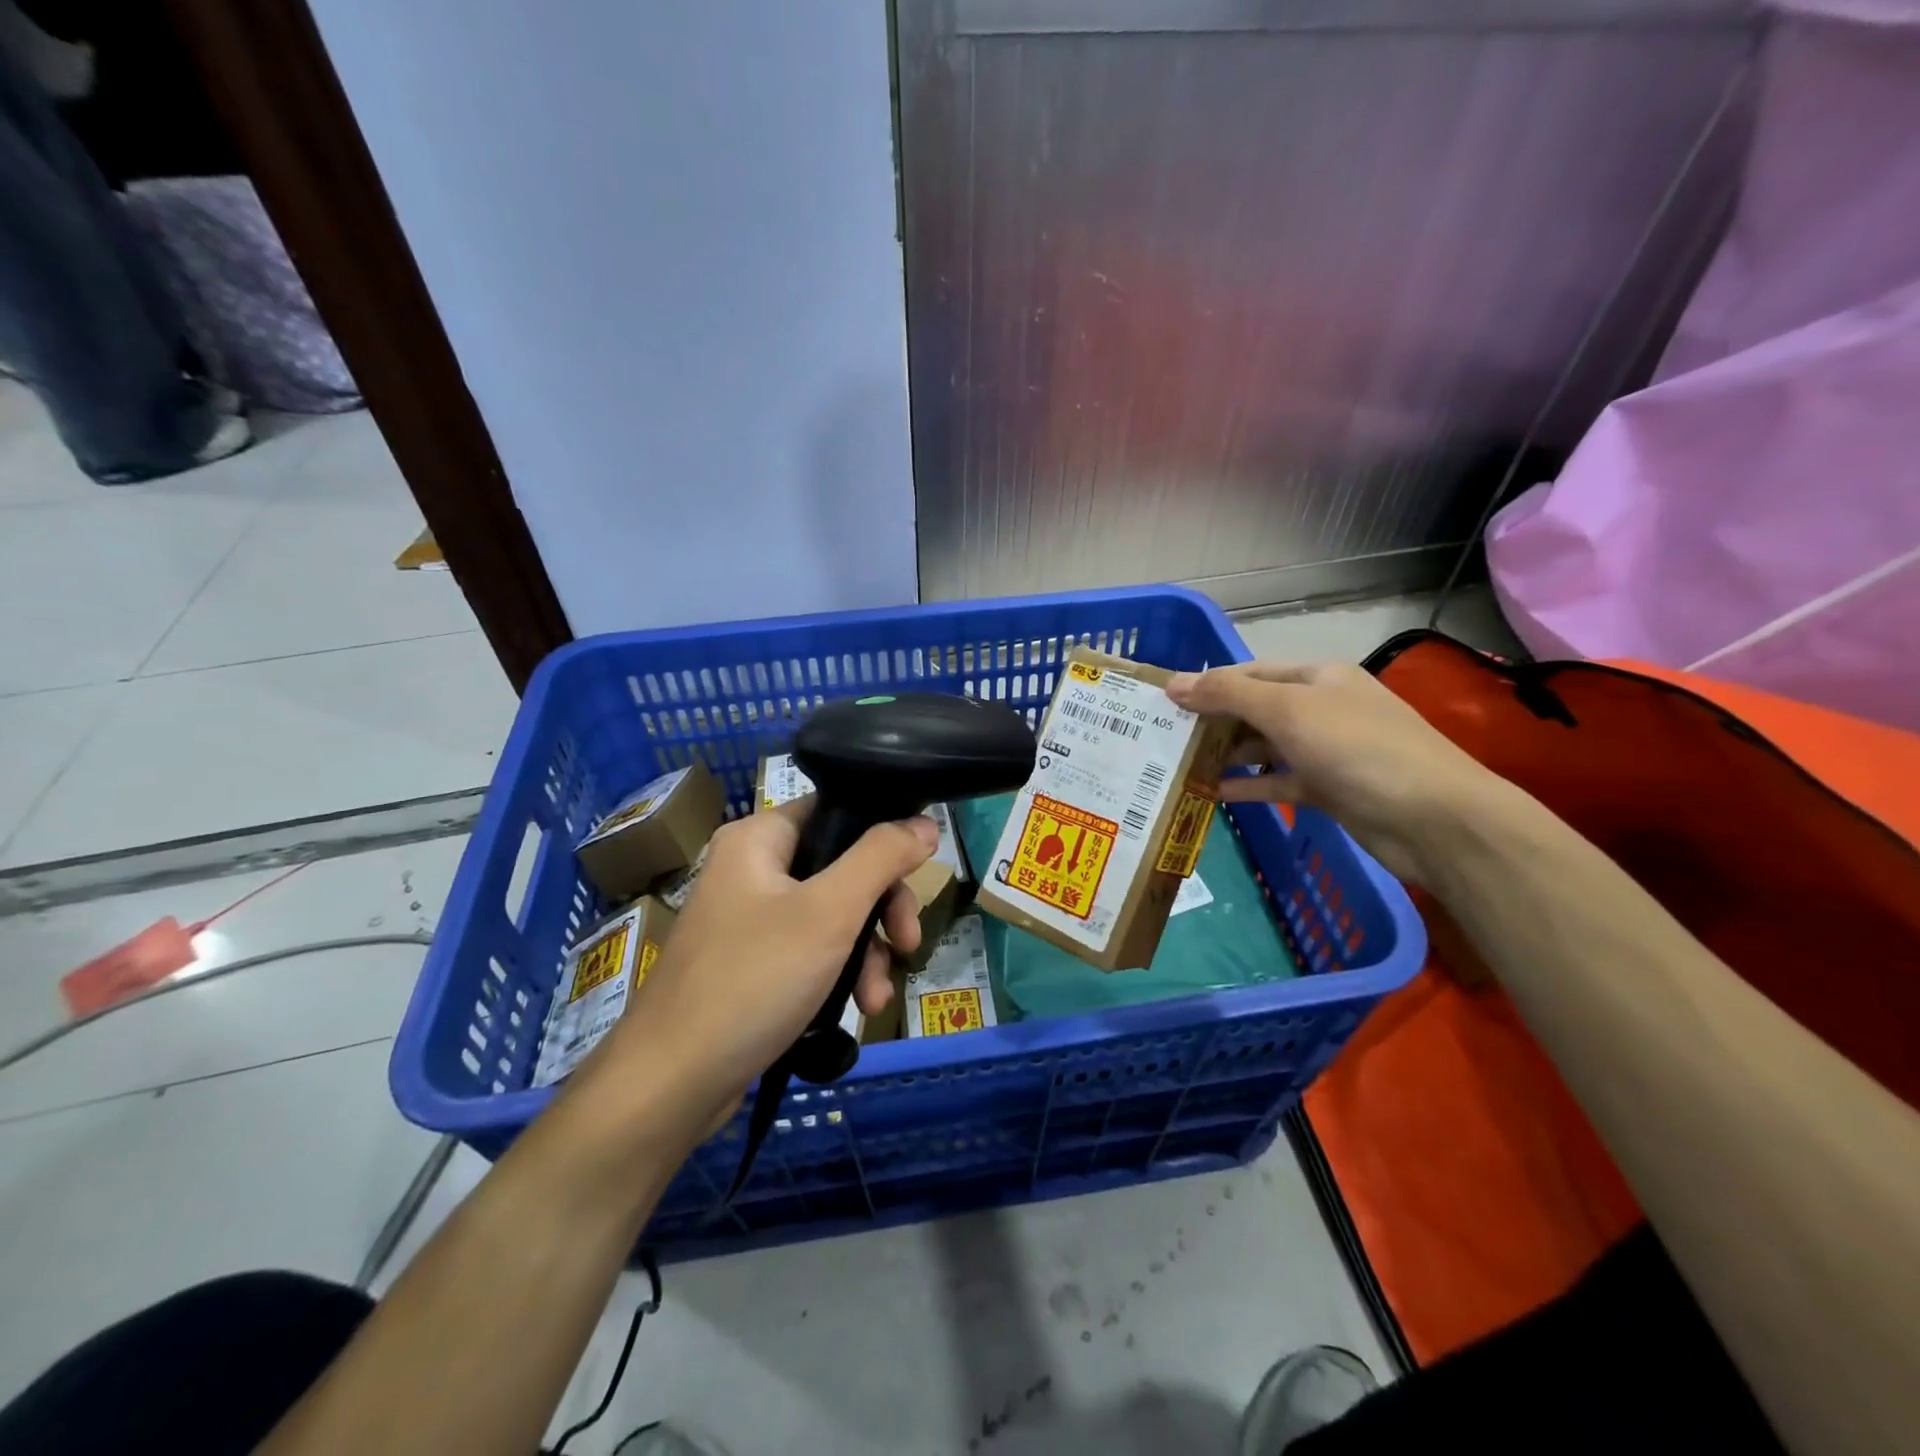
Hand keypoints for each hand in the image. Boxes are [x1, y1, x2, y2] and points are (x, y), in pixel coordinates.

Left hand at [587, 800, 937, 1134]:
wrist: (671, 1084)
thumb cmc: (754, 980)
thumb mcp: (829, 912)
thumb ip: (881, 858)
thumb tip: (925, 823)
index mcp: (759, 838)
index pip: (836, 810)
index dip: (884, 834)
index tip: (919, 871)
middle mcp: (751, 869)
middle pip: (842, 866)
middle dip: (882, 909)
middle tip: (906, 943)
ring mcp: (749, 919)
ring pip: (832, 914)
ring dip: (866, 952)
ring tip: (877, 998)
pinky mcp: (752, 963)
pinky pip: (810, 950)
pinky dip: (838, 973)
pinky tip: (857, 1008)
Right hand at [1166, 660, 1505, 885]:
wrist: (1434, 820)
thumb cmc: (1357, 749)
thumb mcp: (1287, 711)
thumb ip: (1228, 695)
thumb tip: (1173, 683)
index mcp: (1317, 677)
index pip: (1249, 673)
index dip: (1207, 684)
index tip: (1163, 702)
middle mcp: (1321, 708)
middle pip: (1255, 709)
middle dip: (1212, 722)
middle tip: (1163, 737)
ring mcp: (1326, 751)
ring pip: (1264, 747)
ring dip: (1226, 756)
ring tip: (1178, 766)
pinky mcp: (1329, 789)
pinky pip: (1277, 782)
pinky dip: (1248, 786)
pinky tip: (1212, 794)